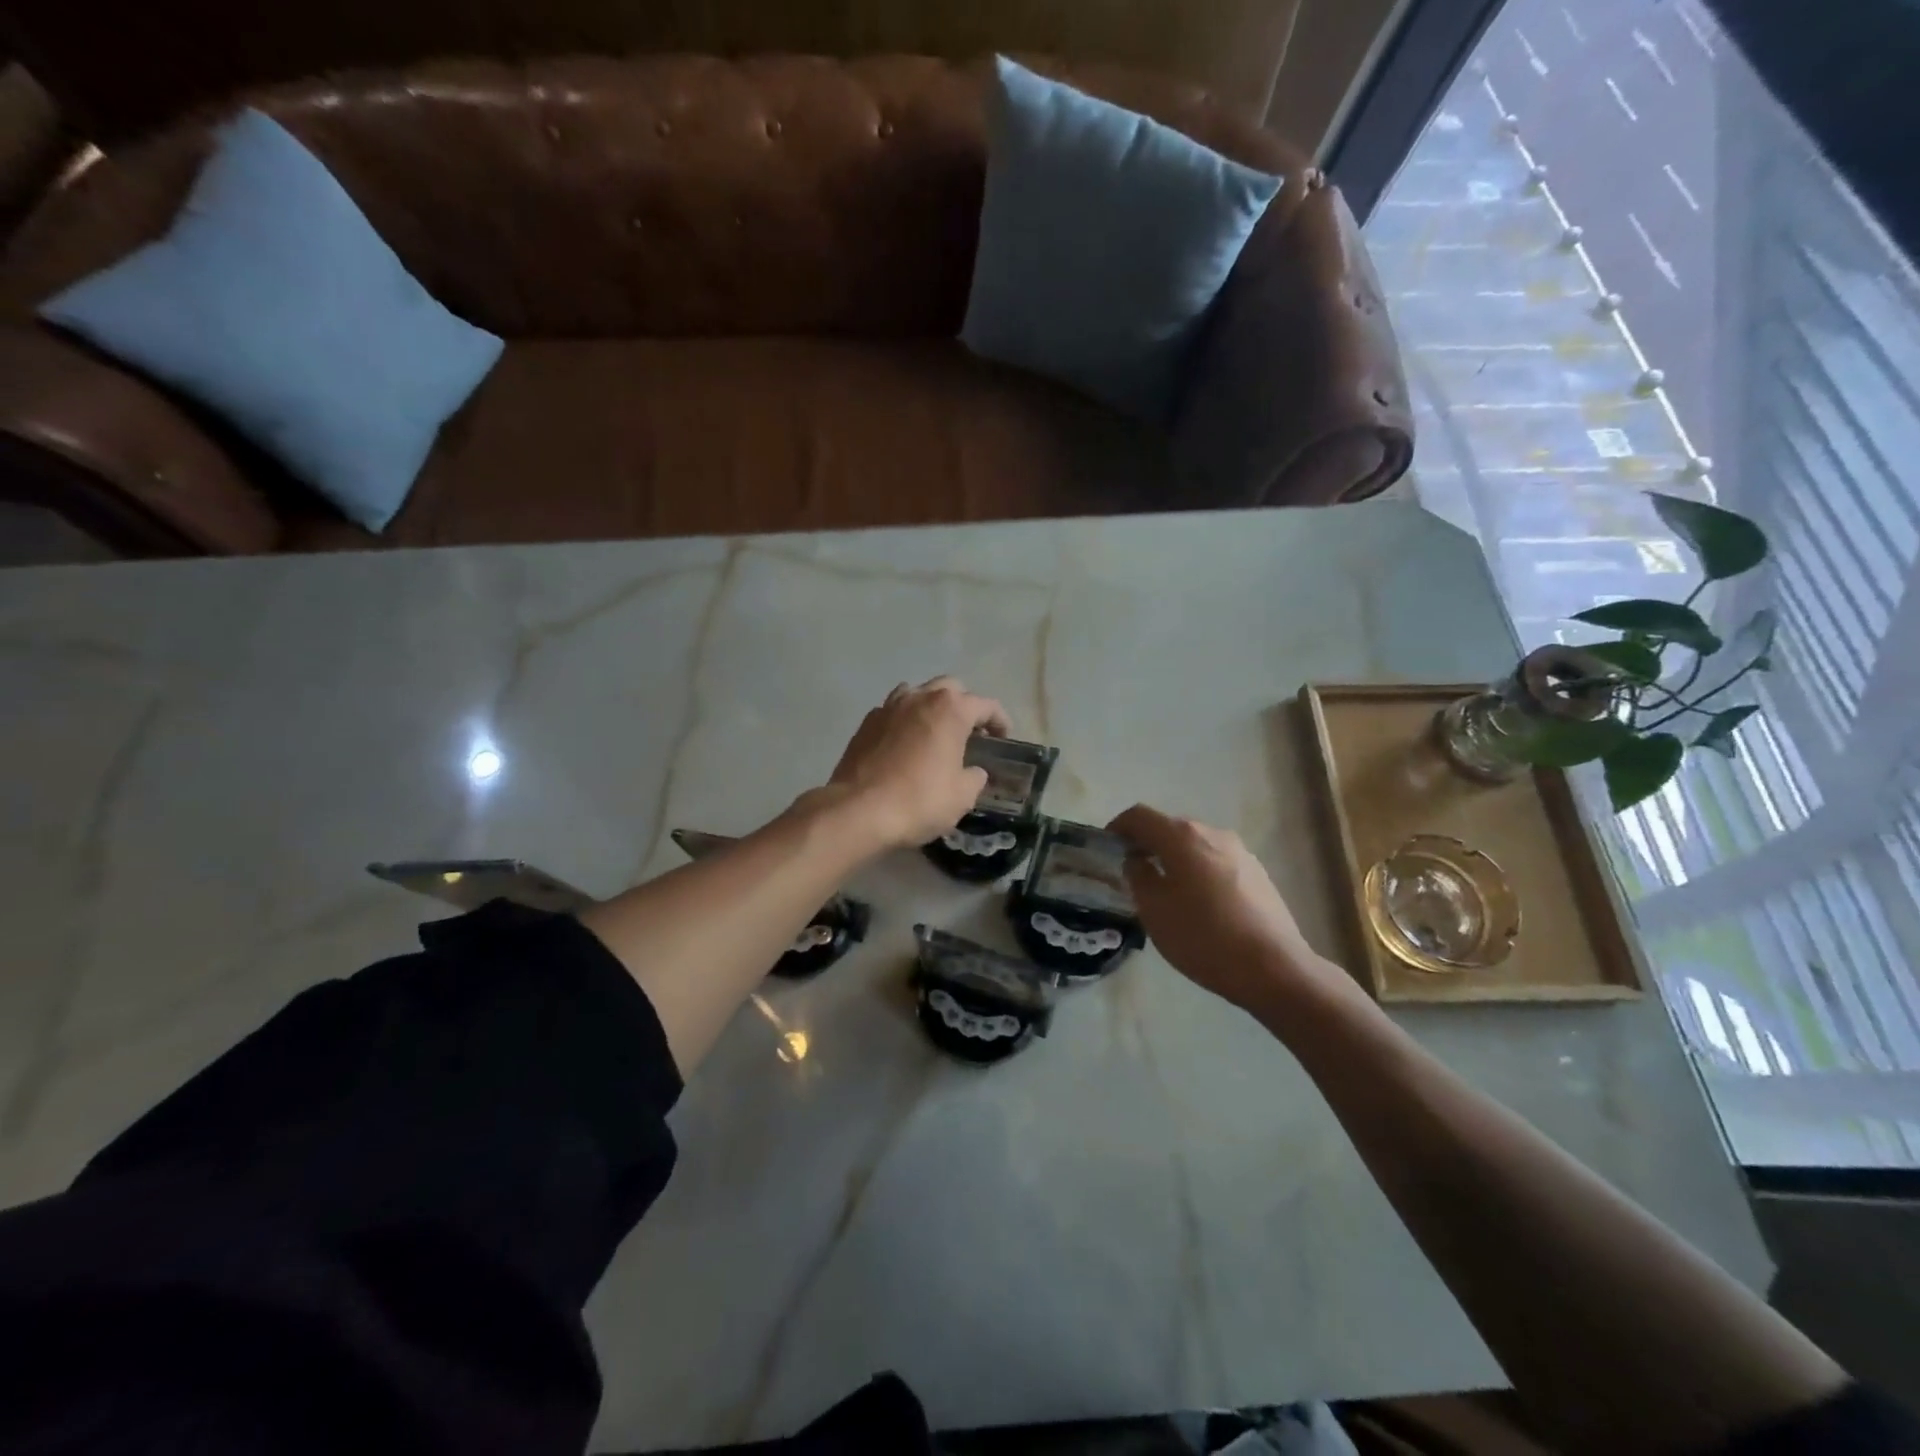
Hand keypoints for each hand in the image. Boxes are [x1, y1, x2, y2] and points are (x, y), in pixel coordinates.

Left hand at [826, 677, 1011, 850]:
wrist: (858, 810)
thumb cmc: (919, 801)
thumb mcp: (962, 797)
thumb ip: (974, 777)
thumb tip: (973, 771)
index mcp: (950, 710)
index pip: (985, 704)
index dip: (999, 720)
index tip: (1003, 737)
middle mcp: (919, 698)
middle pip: (950, 688)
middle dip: (964, 705)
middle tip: (970, 731)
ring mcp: (888, 707)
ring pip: (917, 693)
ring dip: (931, 706)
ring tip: (936, 731)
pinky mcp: (866, 724)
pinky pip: (893, 712)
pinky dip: (905, 721)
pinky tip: (906, 744)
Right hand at [1108, 804, 1348, 1018]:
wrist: (1274, 968)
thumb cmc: (1203, 937)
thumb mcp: (1154, 910)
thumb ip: (1138, 876)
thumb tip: (1137, 861)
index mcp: (1182, 836)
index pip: (1140, 816)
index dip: (1118, 827)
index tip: (1107, 847)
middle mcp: (1212, 833)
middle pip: (1169, 827)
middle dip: (1146, 843)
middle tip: (1132, 871)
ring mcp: (1240, 851)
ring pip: (1195, 845)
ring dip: (1174, 858)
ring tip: (1165, 889)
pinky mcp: (1258, 873)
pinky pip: (1216, 862)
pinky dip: (1198, 871)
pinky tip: (1199, 903)